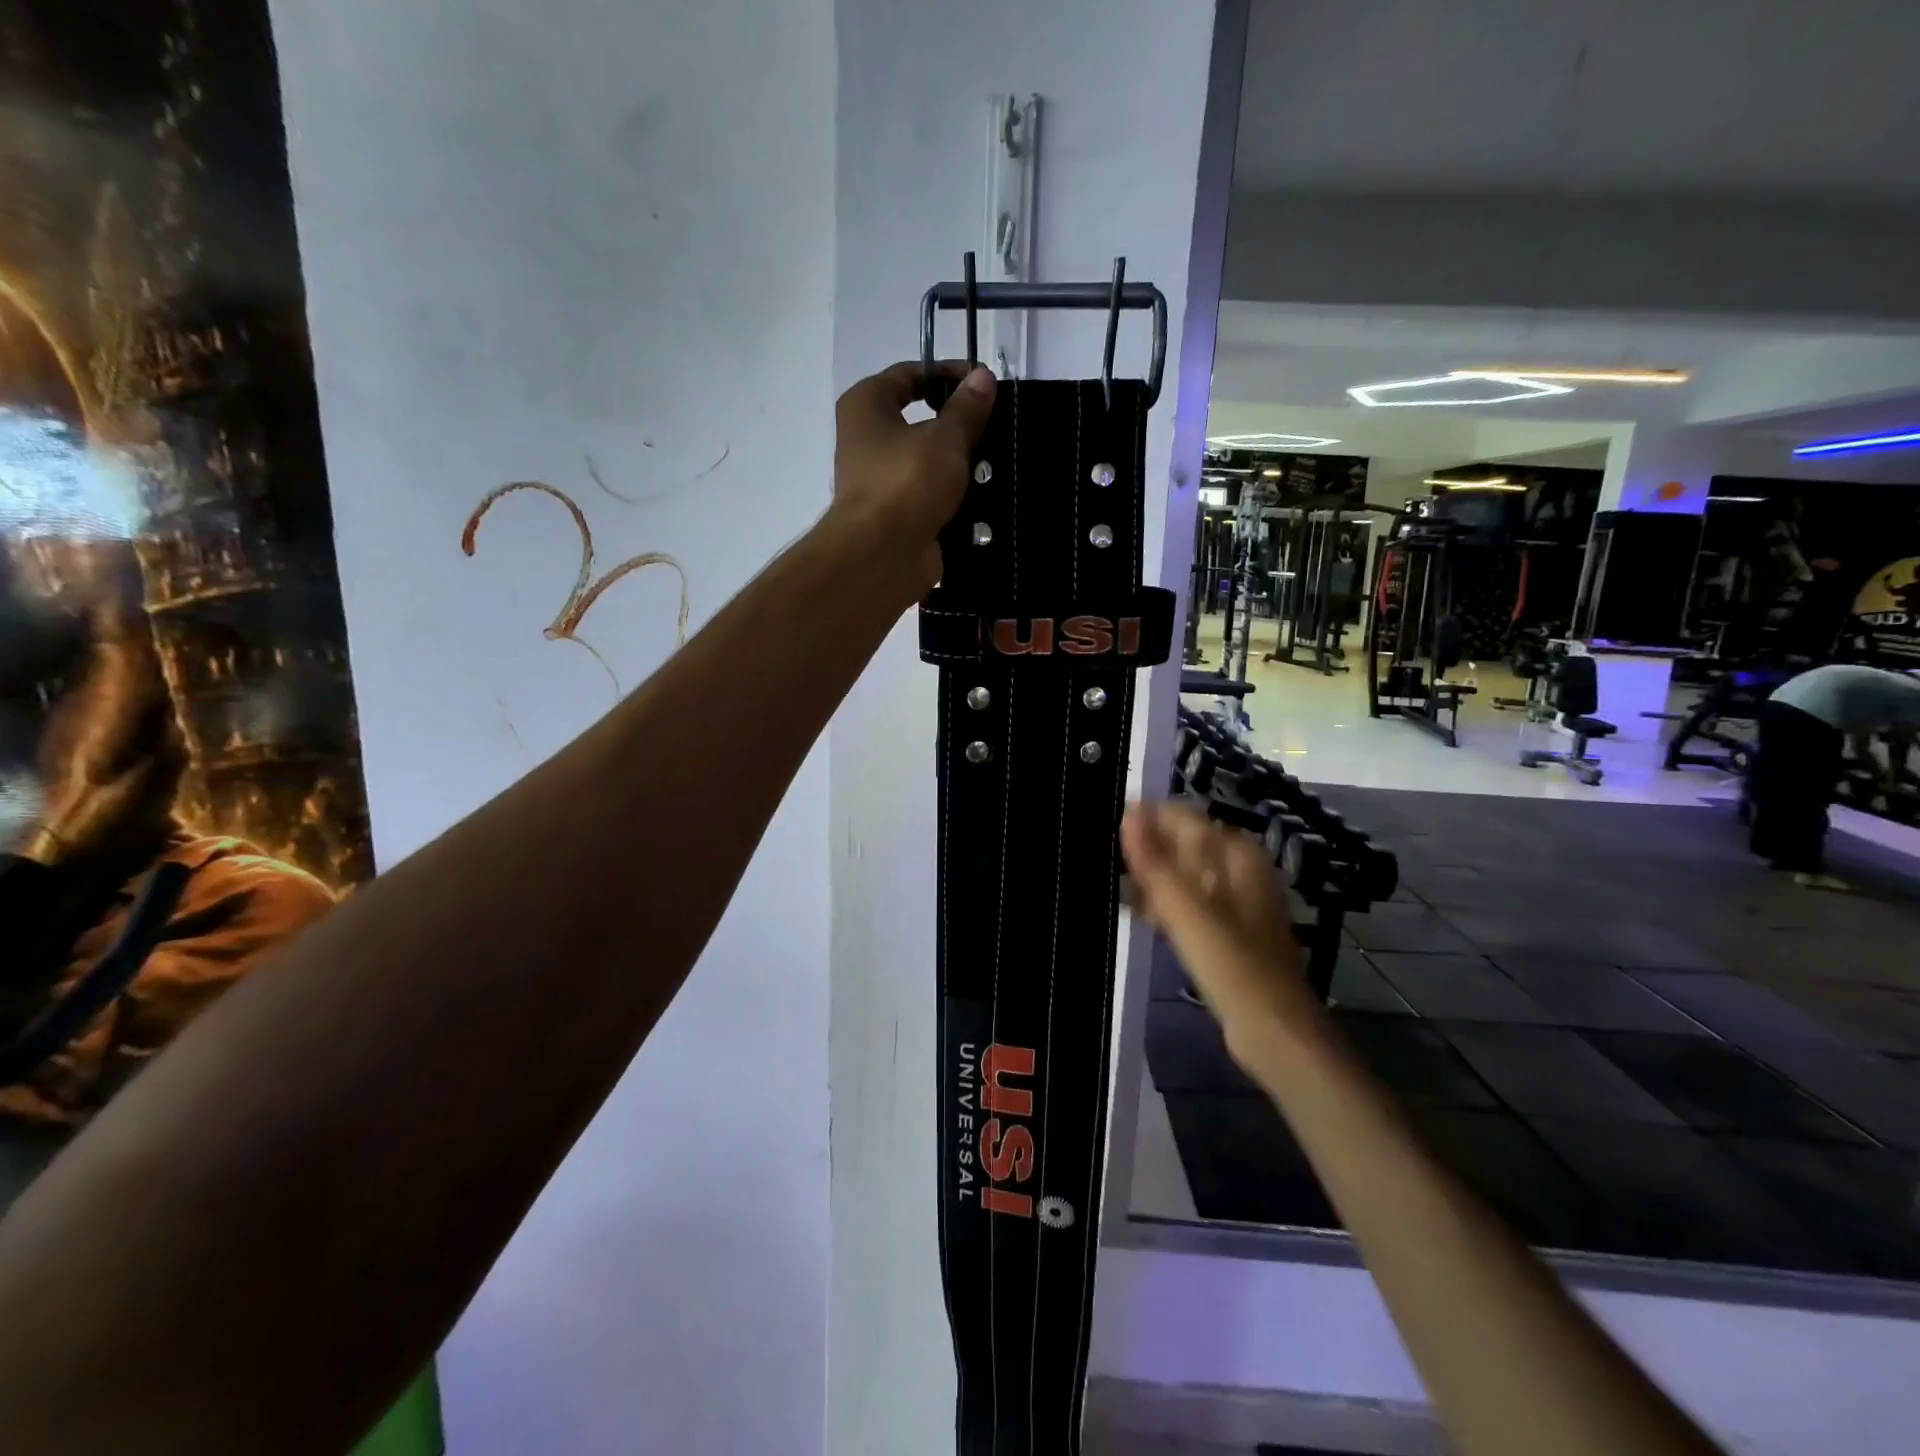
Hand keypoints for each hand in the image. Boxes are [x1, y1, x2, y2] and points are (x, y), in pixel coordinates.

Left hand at [829, 361, 996, 596]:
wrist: (882, 555)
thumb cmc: (907, 481)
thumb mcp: (946, 437)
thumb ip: (967, 408)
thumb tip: (982, 377)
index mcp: (866, 406)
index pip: (909, 374)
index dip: (948, 373)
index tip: (984, 384)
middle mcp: (865, 439)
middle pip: (918, 419)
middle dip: (956, 422)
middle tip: (994, 424)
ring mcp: (878, 480)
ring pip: (925, 460)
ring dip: (957, 462)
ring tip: (996, 460)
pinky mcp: (894, 515)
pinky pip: (928, 495)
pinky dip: (951, 495)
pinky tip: (984, 496)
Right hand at [1122, 800, 1318, 1058]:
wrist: (1274, 1032)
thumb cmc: (1232, 965)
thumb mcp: (1187, 910)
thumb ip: (1154, 862)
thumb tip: (1128, 813)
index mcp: (1236, 855)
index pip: (1183, 817)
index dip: (1144, 819)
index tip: (1105, 827)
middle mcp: (1238, 870)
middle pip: (1182, 844)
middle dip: (1144, 849)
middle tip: (1102, 858)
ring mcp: (1233, 903)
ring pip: (1181, 875)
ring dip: (1149, 877)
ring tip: (1110, 883)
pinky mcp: (1225, 932)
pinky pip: (1187, 904)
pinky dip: (1162, 903)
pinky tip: (1135, 911)